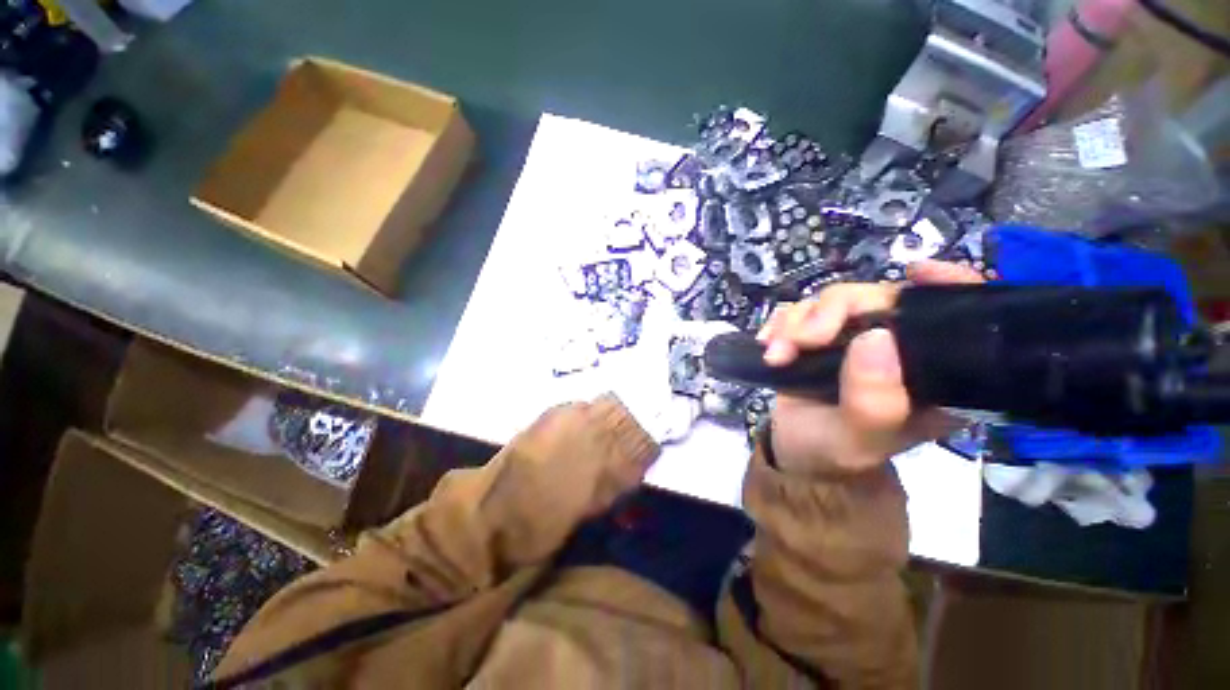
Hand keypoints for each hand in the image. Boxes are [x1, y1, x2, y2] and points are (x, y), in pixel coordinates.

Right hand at [756, 260, 982, 476]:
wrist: (796, 452)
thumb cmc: (836, 452)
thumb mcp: (859, 440)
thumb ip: (873, 401)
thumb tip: (875, 337)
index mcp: (931, 372)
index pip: (959, 315)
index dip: (946, 284)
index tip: (915, 273)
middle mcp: (897, 347)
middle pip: (875, 297)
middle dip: (830, 312)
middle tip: (802, 341)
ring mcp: (854, 337)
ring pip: (830, 300)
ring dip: (795, 323)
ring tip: (777, 355)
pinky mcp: (820, 335)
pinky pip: (799, 309)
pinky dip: (779, 323)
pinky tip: (769, 344)